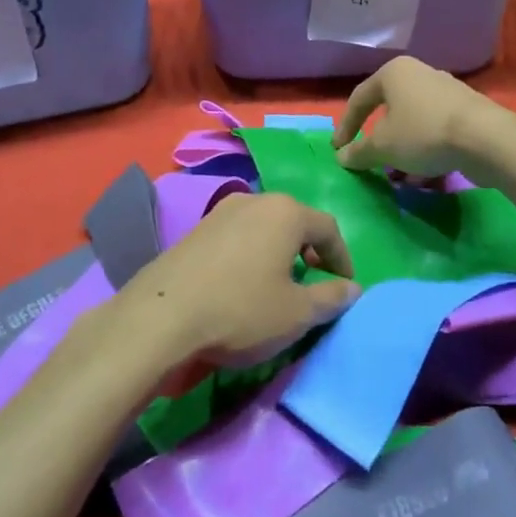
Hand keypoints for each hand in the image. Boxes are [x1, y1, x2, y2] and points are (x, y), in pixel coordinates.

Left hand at [124, 192, 359, 367]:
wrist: (162, 316)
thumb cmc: (241, 310)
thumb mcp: (296, 313)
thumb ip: (331, 298)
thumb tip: (353, 288)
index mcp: (286, 212)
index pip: (328, 228)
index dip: (342, 258)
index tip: (345, 287)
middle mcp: (255, 200)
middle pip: (294, 221)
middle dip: (310, 251)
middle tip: (314, 283)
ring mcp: (221, 211)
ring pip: (264, 226)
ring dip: (278, 252)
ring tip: (278, 285)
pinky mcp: (196, 229)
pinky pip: (237, 236)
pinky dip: (250, 254)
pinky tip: (242, 284)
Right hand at [332, 56, 501, 177]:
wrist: (485, 138)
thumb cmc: (423, 133)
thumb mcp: (382, 146)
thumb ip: (359, 152)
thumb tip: (342, 157)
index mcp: (394, 73)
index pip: (359, 99)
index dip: (345, 126)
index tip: (338, 150)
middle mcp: (419, 74)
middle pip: (389, 111)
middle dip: (380, 142)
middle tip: (372, 163)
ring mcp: (446, 92)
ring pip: (413, 124)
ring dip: (403, 152)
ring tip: (401, 177)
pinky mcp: (467, 112)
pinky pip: (435, 132)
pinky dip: (425, 152)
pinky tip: (426, 176)